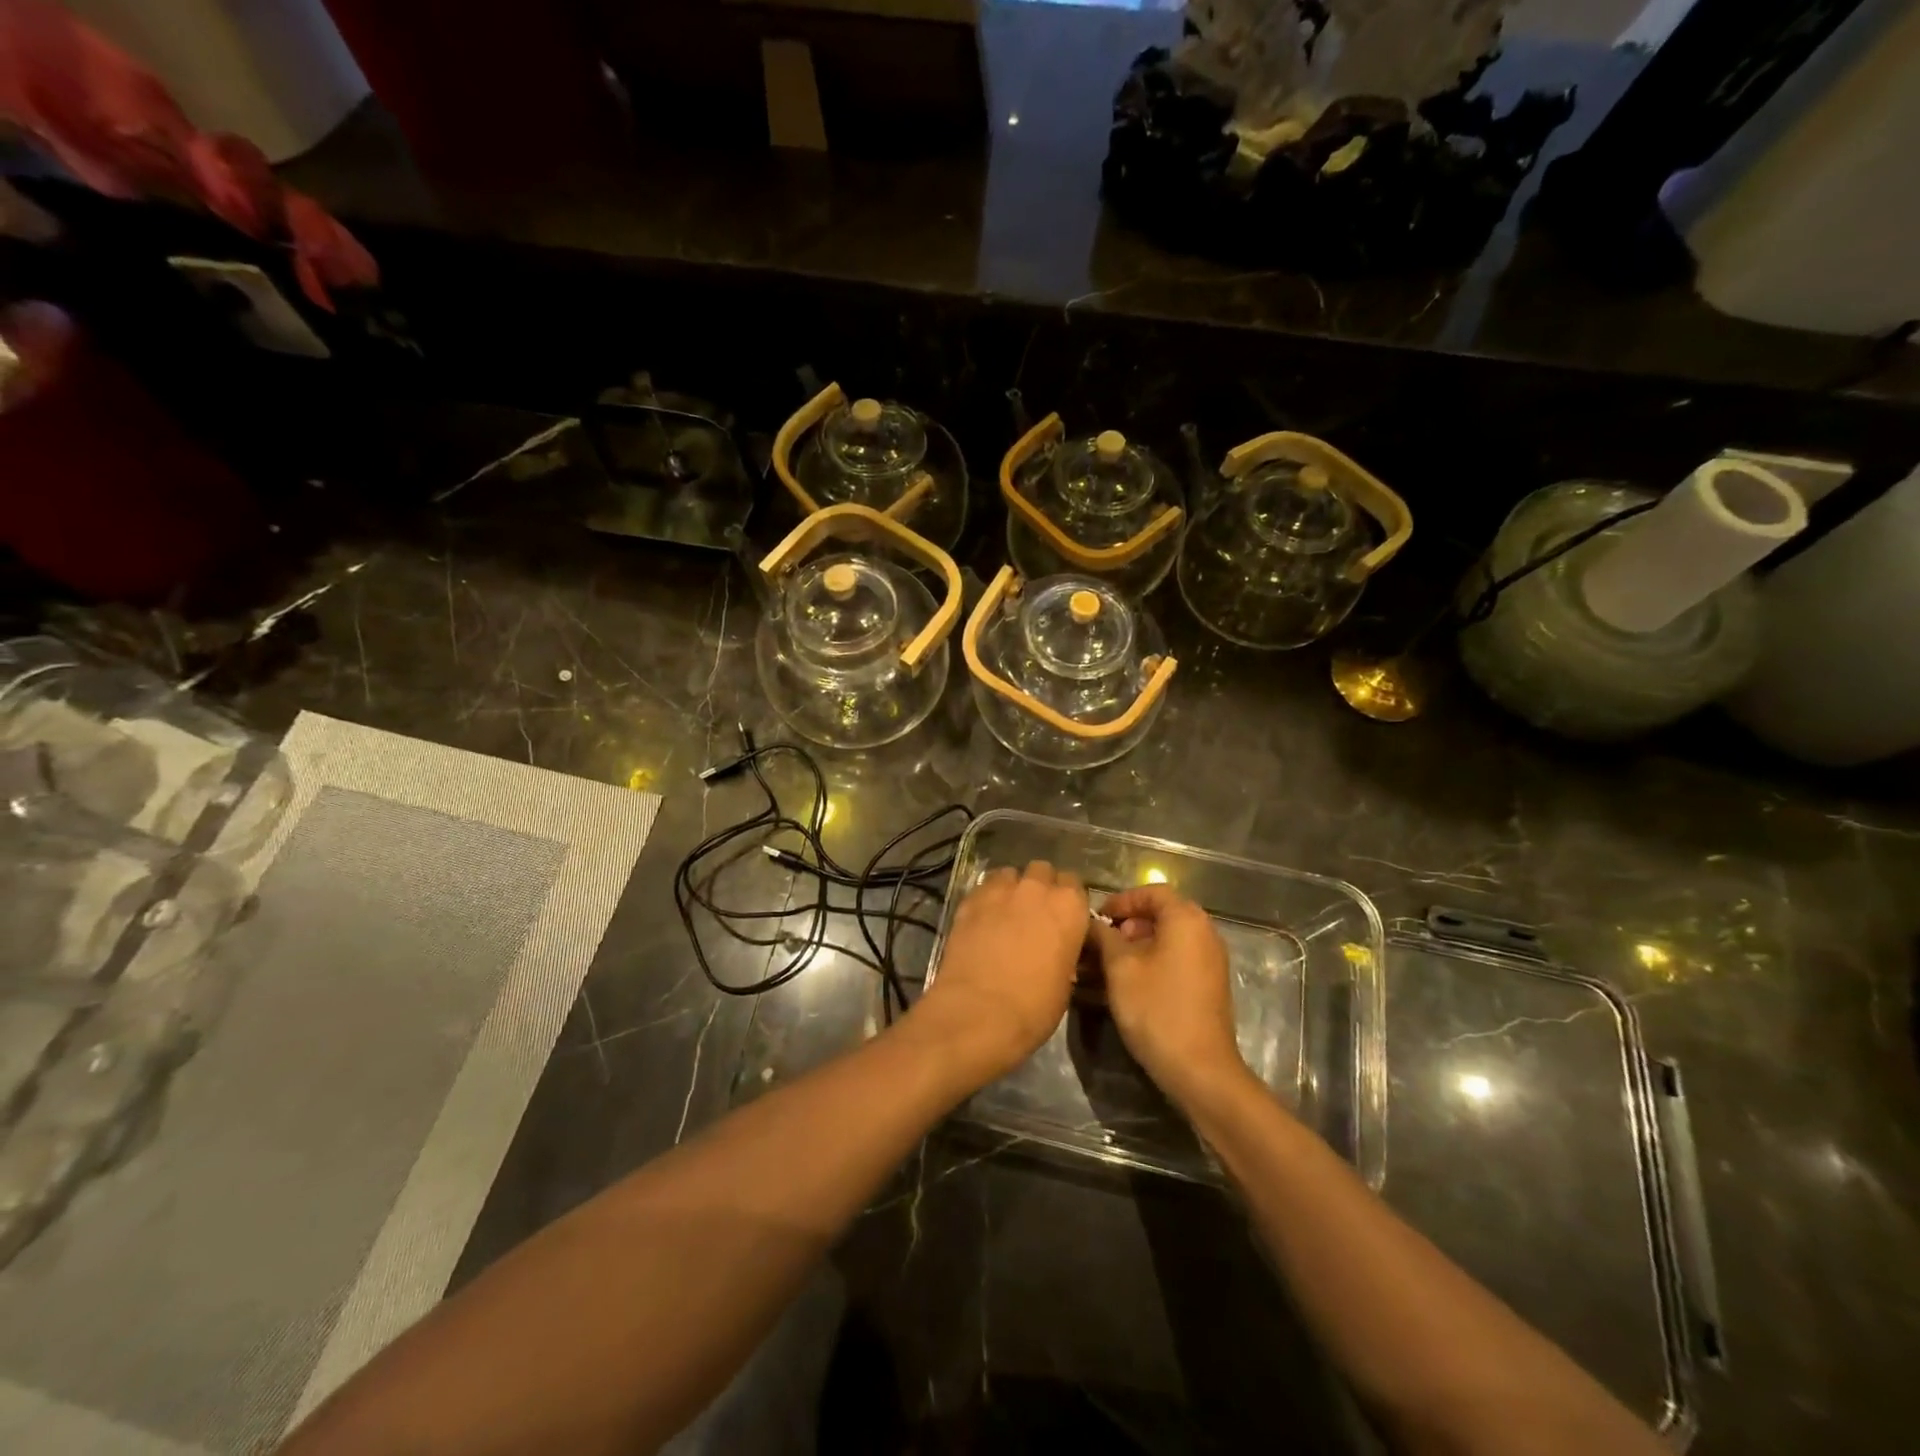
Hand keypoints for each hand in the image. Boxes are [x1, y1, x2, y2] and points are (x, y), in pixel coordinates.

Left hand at [910, 861, 1089, 1087]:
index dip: (1067, 900)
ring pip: (1010, 874)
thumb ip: (1064, 951)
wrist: (979, 1012)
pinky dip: (986, 898)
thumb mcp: (1065, 982)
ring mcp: (1001, 890)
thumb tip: (1056, 950)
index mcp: (1070, 906)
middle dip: (1040, 886)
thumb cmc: (1034, 1007)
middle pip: (1042, 871)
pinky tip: (983, 919)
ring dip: (1012, 888)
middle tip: (1034, 912)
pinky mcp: (970, 899)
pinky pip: (983, 887)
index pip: (1074, 884)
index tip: (1062, 917)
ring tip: (1005, 912)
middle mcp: (1037, 888)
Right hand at [1091, 884, 1250, 1108]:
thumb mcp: (1120, 968)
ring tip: (1111, 964)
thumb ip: (1104, 936)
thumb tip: (1093, 923)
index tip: (1098, 917)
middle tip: (1103, 941)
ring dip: (1139, 943)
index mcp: (1186, 919)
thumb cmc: (1156, 1009)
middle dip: (1129, 923)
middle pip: (1162, 912)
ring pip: (1170, 937)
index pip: (1151, 891)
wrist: (1200, 1069)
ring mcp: (1211, 959)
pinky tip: (1133, 981)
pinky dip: (1155, 959)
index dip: (1121, 900)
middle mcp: (1205, 932)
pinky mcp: (1210, 983)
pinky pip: (1179, 957)